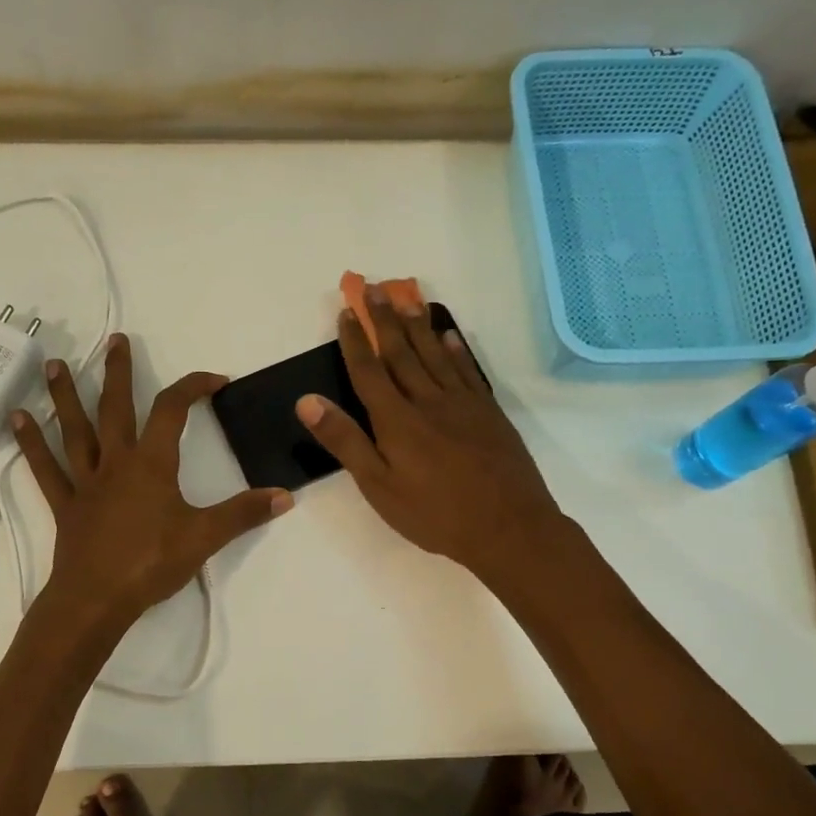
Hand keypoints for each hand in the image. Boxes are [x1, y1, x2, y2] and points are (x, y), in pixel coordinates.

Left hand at [13, 334, 291, 625]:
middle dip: (118, 372)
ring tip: (55, 363)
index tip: (216, 380)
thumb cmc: (152, 563)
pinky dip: (32, 443)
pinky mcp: (66, 505)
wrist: (97, 599)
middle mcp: (116, 463)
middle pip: (116, 407)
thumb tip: (285, 496)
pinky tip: (18, 419)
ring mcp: (86, 482)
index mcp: (152, 464)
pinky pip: (46, 469)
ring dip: (65, 396)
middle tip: (116, 340)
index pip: (173, 410)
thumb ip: (244, 514)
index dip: (194, 387)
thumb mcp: (206, 537)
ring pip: (74, 430)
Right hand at [295, 288, 566, 583]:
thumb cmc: (435, 514)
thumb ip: (345, 441)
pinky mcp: (488, 414)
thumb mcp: (379, 486)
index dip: (355, 341)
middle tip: (374, 287)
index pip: (369, 371)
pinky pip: (468, 371)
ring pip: (435, 354)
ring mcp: (463, 404)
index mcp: (397, 420)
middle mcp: (428, 401)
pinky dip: (456, 350)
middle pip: (402, 352)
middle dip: (385, 319)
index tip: (346, 311)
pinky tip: (449, 336)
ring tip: (408, 297)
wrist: (508, 527)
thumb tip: (307, 401)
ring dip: (418, 324)